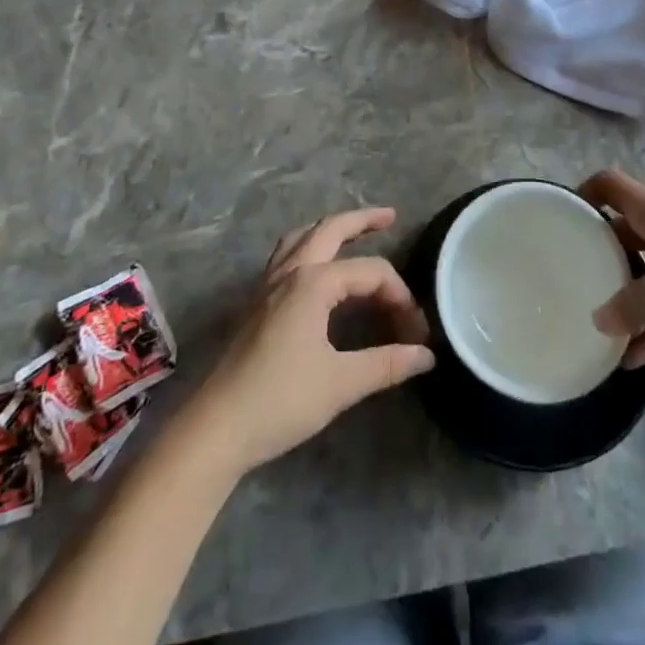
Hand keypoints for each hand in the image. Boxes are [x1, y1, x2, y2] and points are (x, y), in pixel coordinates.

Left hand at [184, 209, 434, 476]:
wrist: (217, 428)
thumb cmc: (281, 400)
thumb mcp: (341, 383)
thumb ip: (387, 364)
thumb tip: (427, 355)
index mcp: (313, 282)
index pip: (371, 272)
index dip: (400, 296)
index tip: (416, 332)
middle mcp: (290, 271)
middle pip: (330, 230)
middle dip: (362, 220)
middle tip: (390, 216)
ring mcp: (268, 284)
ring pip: (302, 237)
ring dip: (330, 229)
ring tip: (353, 231)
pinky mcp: (257, 302)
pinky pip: (286, 255)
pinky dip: (308, 246)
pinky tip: (316, 266)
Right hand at [584, 170, 644, 366]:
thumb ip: (633, 305)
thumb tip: (598, 322)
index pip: (609, 186)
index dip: (585, 194)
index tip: (564, 219)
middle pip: (625, 233)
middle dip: (601, 255)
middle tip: (574, 280)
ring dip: (630, 301)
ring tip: (601, 329)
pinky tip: (636, 358)